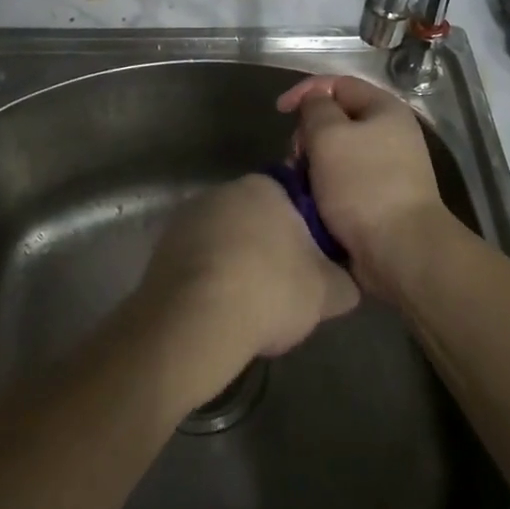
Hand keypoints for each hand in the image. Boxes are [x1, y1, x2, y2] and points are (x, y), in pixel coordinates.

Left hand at [137, 175, 359, 371]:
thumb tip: (346, 279)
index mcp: (264, 187)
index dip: (304, 233)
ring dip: (236, 263)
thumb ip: (344, 280)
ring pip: (225, 239)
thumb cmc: (269, 291)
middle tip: (282, 289)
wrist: (194, 321)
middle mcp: (224, 190)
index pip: (293, 199)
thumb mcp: (328, 292)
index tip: (309, 266)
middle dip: (268, 247)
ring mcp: (189, 217)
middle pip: (256, 218)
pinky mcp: (163, 247)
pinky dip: (209, 279)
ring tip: (248, 307)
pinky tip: (218, 311)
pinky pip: (198, 261)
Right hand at [276, 76, 460, 298]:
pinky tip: (312, 201)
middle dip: (308, 133)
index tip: (279, 112)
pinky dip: (324, 186)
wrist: (401, 250)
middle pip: (337, 119)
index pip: (339, 84)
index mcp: (385, 109)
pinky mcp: (380, 199)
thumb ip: (316, 108)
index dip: (306, 91)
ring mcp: (388, 168)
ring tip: (300, 183)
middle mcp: (391, 134)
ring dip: (313, 164)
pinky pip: (344, 181)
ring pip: (337, 153)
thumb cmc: (363, 185)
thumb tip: (315, 103)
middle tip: (295, 156)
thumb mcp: (329, 135)